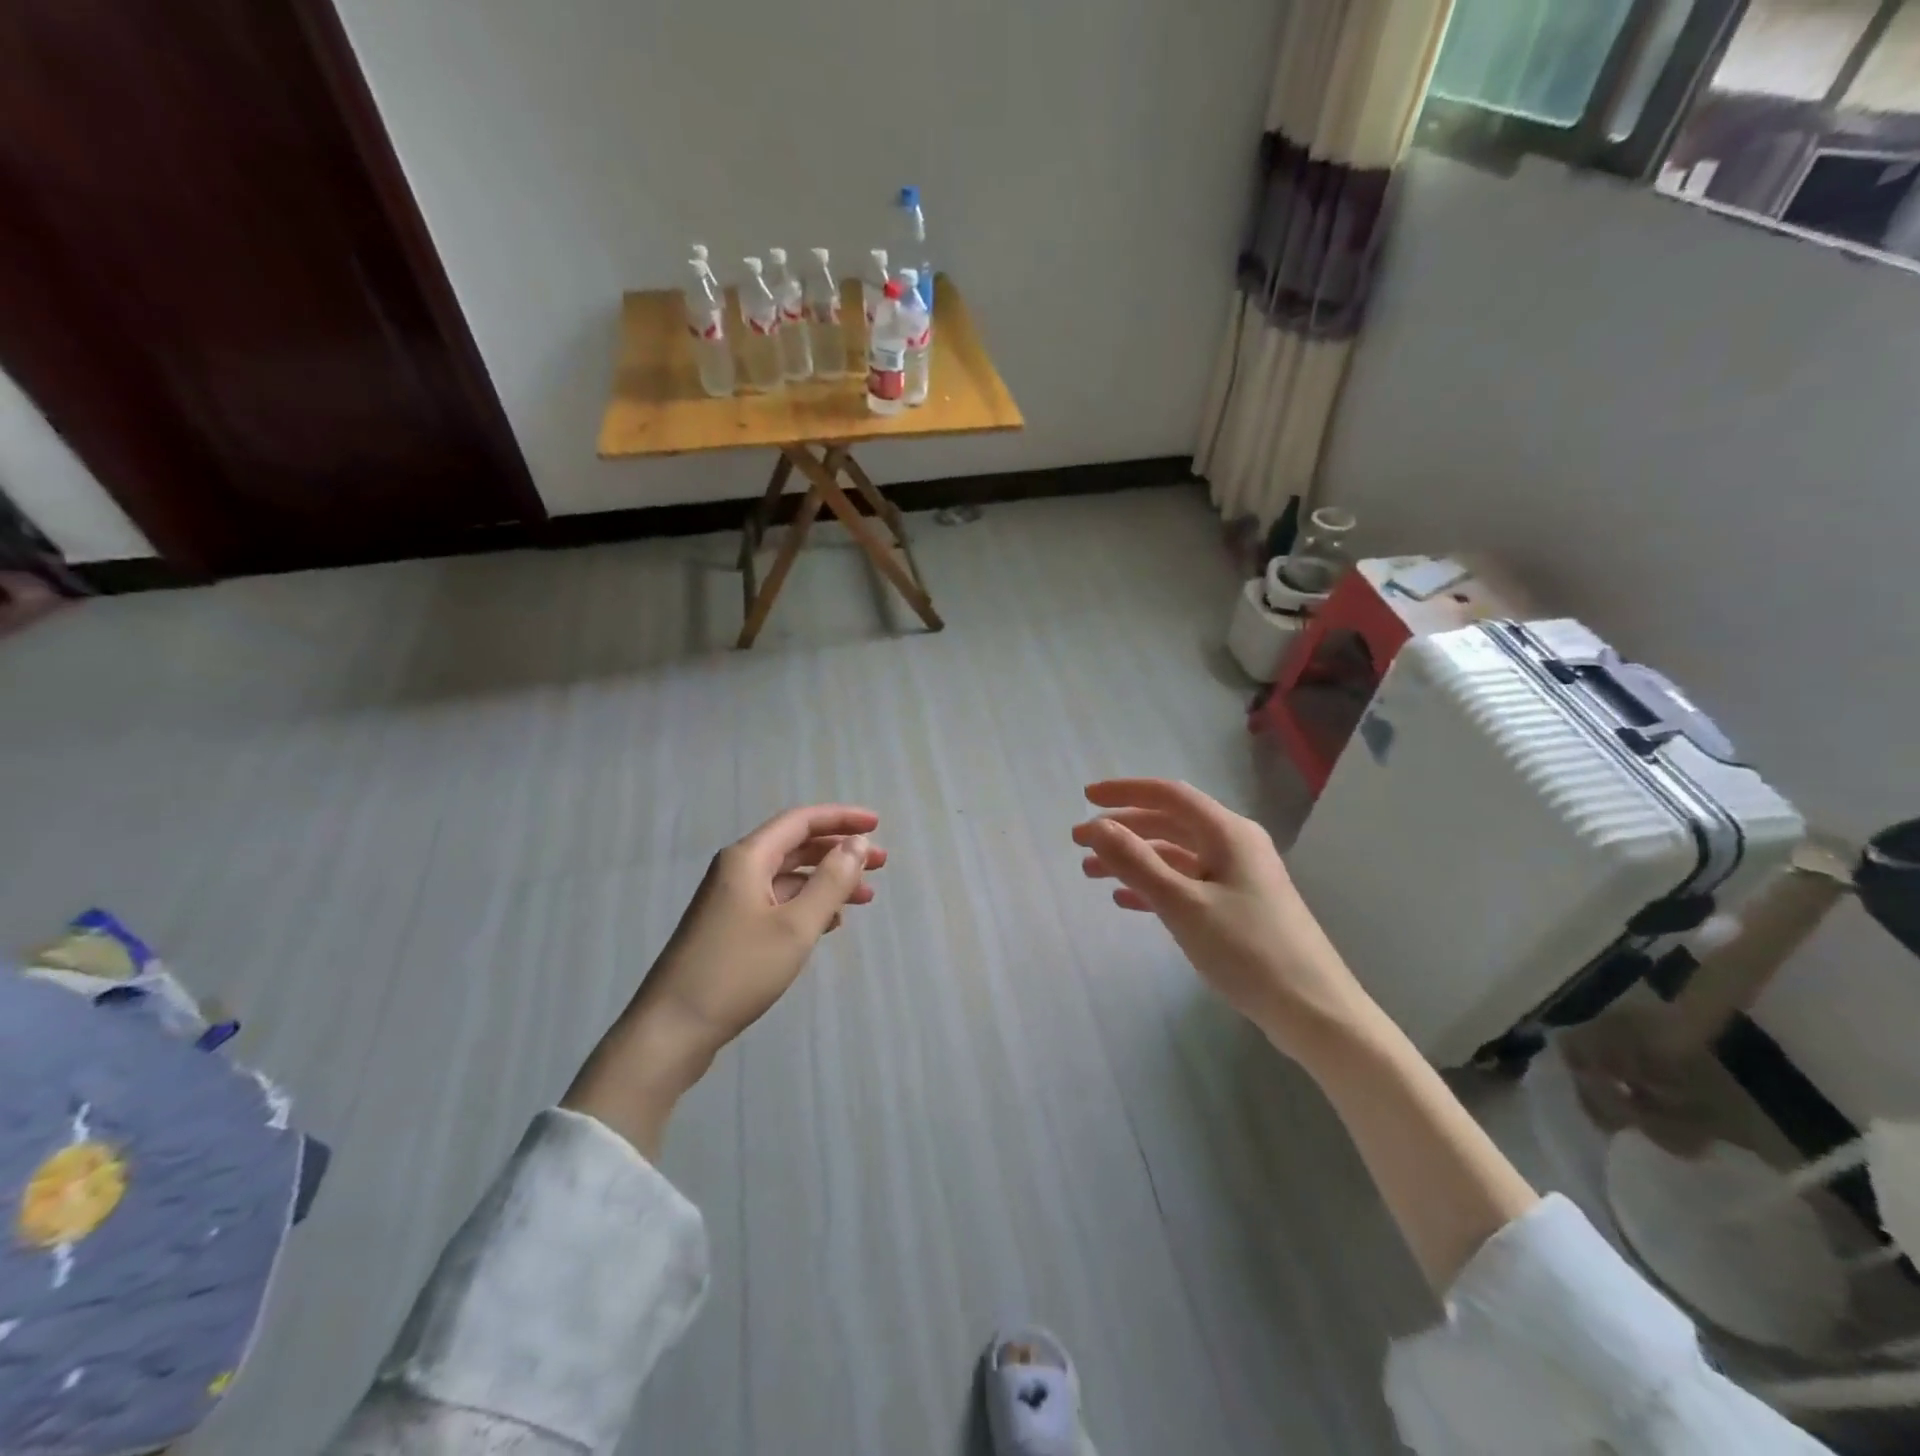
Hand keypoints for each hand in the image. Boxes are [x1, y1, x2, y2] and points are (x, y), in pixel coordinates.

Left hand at [564, 804, 885, 1156]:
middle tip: (880, 863)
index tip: (877, 824)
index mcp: (748, 858)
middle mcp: (737, 870)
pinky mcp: (730, 929)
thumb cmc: (738, 971)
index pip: (801, 821)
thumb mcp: (795, 926)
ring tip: (866, 896)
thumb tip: (857, 844)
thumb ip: (831, 882)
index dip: (841, 819)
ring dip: (827, 881)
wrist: (673, 1030)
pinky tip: (831, 924)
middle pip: (796, 846)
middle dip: (839, 851)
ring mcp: (731, 900)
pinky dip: (808, 905)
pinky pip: (778, 902)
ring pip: (789, 877)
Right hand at [1072, 779, 1375, 1063]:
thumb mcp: (1183, 904)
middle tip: (1080, 843)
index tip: (1085, 799)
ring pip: (1176, 856)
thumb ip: (1136, 862)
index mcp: (1228, 833)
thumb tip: (1096, 826)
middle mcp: (1235, 845)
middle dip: (1123, 830)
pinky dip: (1154, 886)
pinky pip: (1187, 883)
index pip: (1169, 795)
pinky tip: (1126, 900)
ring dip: (1134, 860)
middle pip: (1170, 823)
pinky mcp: (1239, 907)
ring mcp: (1239, 877)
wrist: (1313, 1011)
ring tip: (1092, 874)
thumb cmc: (1247, 950)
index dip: (1124, 792)